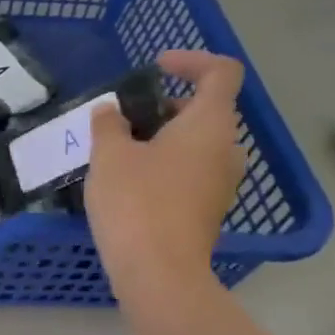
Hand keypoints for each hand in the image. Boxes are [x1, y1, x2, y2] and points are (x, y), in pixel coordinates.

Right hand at [85, 50, 244, 300]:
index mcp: (209, 124)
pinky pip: (190, 173)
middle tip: (123, 117)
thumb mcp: (109, 156)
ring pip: (196, 144)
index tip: (155, 68)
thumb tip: (111, 111)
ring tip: (118, 151)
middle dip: (164, 106)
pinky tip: (128, 183)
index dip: (191, 60)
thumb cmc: (136, 203)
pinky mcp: (208, 211)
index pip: (221, 72)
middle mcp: (225, 149)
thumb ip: (109, 125)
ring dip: (161, 138)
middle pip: (205, 110)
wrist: (159, 273)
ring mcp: (220, 183)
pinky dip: (164, 166)